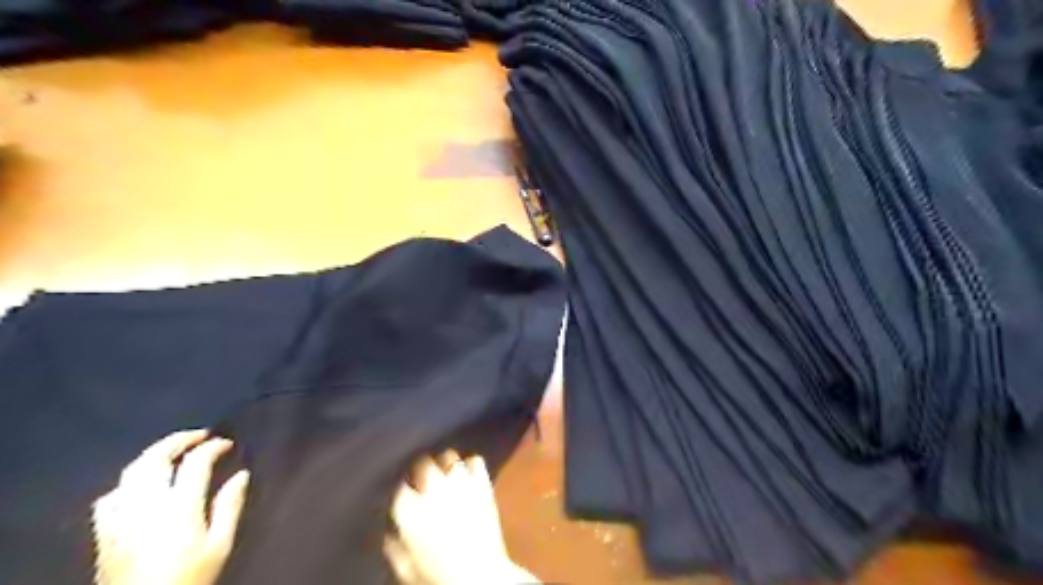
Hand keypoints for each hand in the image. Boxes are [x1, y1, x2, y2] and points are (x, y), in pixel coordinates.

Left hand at [92, 430, 249, 584]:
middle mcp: (147, 504)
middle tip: (200, 434)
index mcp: (179, 505)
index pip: (196, 462)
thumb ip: (230, 506)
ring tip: (172, 451)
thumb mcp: (220, 545)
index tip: (228, 443)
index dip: (214, 446)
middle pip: (156, 458)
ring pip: (130, 472)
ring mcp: (120, 517)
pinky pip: (110, 497)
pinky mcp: (103, 533)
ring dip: (153, 454)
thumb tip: (242, 475)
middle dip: (179, 440)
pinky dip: (127, 482)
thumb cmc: (190, 577)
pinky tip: (138, 486)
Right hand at [387, 452, 542, 584]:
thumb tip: (390, 530)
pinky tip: (467, 475)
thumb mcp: (404, 569)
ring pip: (449, 456)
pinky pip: (475, 461)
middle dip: (419, 469)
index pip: (398, 484)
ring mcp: (461, 483)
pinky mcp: (483, 483)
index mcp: (410, 510)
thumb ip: (393, 545)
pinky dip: (470, 465)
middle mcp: (434, 489)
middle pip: (422, 462)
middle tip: (421, 481)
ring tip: (444, 475)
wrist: (481, 577)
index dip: (399, 488)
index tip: (401, 494)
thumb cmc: (439, 577)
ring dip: (444, 464)